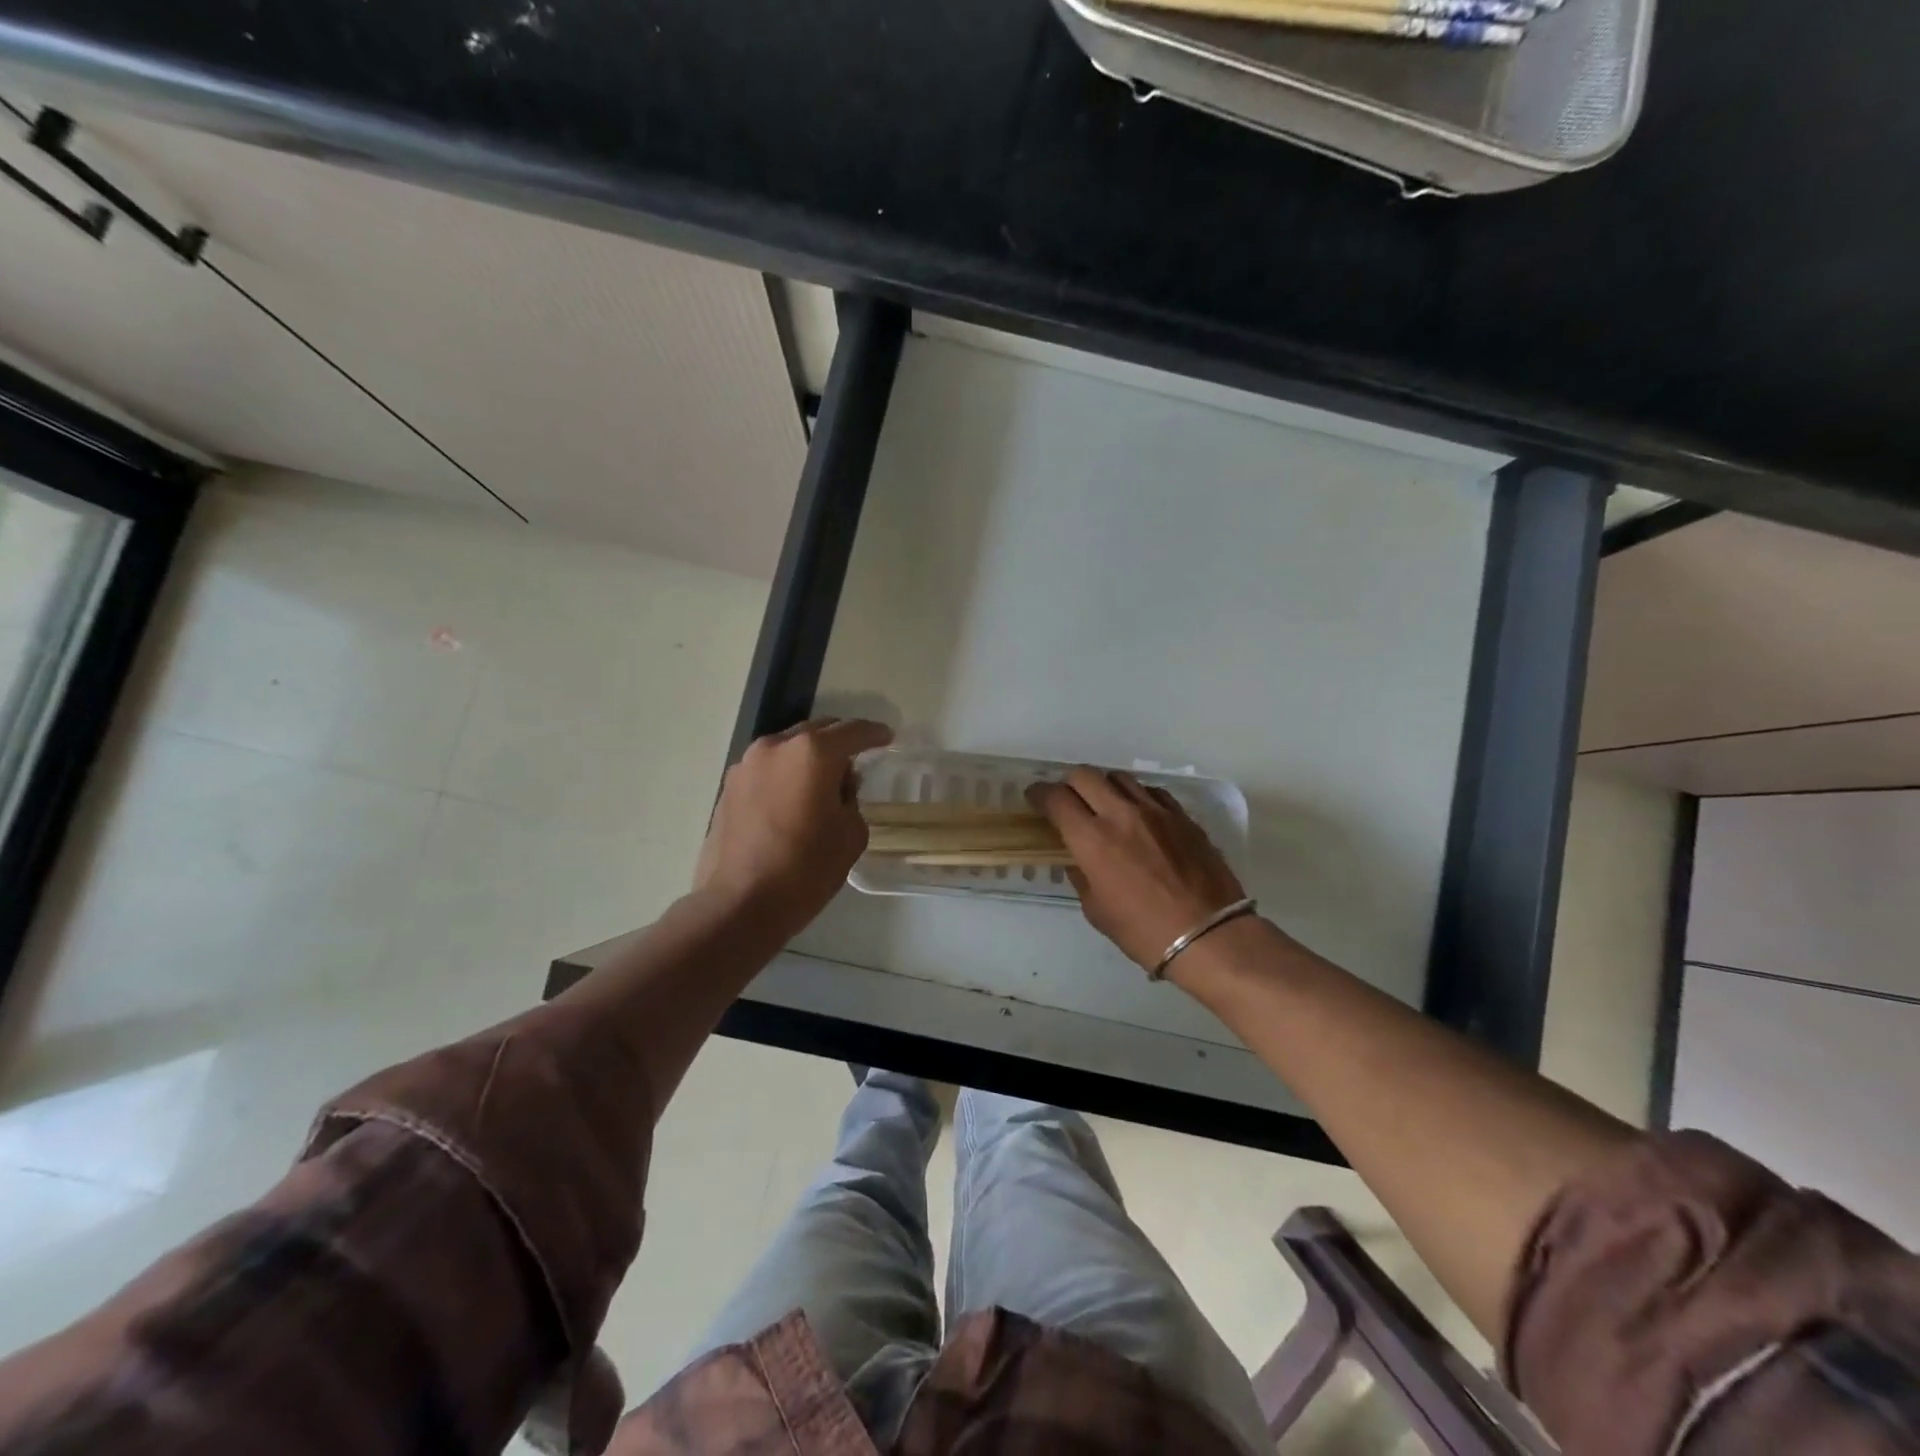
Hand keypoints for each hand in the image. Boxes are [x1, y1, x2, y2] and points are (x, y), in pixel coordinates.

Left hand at [696, 719, 892, 931]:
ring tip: (823, 780)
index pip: (853, 731)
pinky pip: (768, 768)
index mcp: (812, 753)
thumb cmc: (806, 870)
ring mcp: (747, 765)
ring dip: (809, 757)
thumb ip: (851, 797)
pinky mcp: (729, 786)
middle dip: (839, 740)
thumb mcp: (851, 834)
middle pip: (817, 731)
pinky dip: (785, 774)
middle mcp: (776, 747)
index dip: (874, 734)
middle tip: (857, 757)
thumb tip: (838, 785)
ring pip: (788, 748)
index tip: (887, 737)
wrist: (740, 904)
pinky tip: (793, 798)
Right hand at [1028, 768, 1246, 972]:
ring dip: (1103, 787)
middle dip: (1068, 784)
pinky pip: (1152, 792)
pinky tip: (1138, 814)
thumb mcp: (1097, 911)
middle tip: (1067, 800)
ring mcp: (1156, 811)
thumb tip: (1078, 859)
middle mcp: (1121, 814)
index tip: (1035, 799)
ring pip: (1119, 778)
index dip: (1039, 795)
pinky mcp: (1182, 816)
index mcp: (1092, 839)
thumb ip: (1082, 876)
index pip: (1056, 799)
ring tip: (1103, 804)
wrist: (1209, 936)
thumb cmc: (1144, 932)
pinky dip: (1136, 796)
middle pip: (1085, 776)